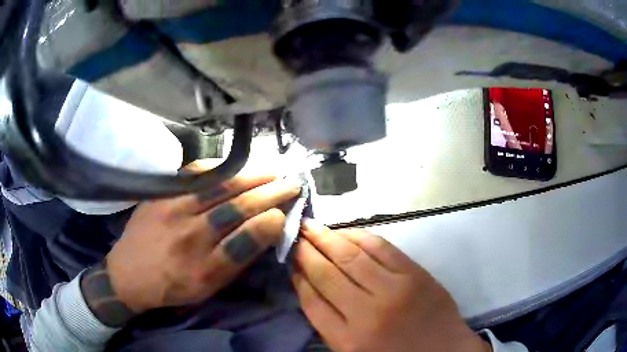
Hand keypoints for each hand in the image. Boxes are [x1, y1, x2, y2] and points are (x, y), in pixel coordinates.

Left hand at [81, 175, 300, 326]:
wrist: (129, 273)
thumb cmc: (172, 286)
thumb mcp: (207, 287)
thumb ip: (235, 261)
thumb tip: (263, 232)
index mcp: (203, 268)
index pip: (245, 240)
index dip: (271, 223)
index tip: (288, 211)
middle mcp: (188, 237)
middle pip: (235, 208)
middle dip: (269, 194)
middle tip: (291, 183)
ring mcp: (171, 210)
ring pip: (218, 187)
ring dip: (249, 178)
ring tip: (271, 172)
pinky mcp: (159, 195)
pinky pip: (192, 176)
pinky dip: (217, 169)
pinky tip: (233, 168)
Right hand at [292, 220, 490, 351]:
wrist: (444, 350)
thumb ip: (330, 324)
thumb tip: (309, 287)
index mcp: (348, 340)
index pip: (312, 301)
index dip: (298, 277)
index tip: (290, 262)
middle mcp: (367, 313)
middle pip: (327, 274)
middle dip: (306, 251)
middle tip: (294, 234)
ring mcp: (394, 289)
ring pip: (351, 256)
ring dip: (327, 238)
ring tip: (311, 226)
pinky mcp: (415, 274)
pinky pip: (381, 247)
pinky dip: (359, 235)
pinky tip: (345, 231)